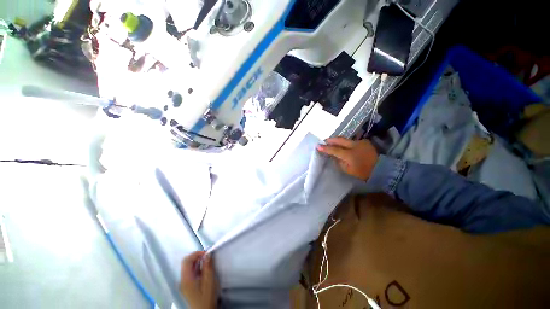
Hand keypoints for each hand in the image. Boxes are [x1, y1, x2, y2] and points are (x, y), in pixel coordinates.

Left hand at [180, 251, 217, 308]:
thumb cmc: (206, 297)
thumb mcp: (209, 282)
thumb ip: (208, 267)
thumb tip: (208, 254)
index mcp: (186, 279)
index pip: (187, 260)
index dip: (197, 254)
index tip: (207, 254)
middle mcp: (182, 280)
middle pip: (186, 262)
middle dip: (197, 257)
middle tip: (207, 258)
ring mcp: (184, 283)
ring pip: (188, 267)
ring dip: (197, 262)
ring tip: (207, 264)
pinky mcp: (187, 286)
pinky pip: (190, 272)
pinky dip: (197, 268)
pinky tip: (204, 271)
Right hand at [317, 137, 378, 180]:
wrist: (381, 170)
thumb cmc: (363, 173)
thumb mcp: (348, 170)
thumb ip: (339, 162)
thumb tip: (332, 156)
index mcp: (350, 155)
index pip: (334, 150)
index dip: (325, 148)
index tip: (317, 146)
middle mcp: (355, 146)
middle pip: (339, 140)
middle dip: (330, 140)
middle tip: (324, 141)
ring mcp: (361, 142)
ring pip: (345, 139)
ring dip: (338, 140)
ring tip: (332, 143)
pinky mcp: (365, 141)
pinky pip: (352, 141)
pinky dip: (346, 142)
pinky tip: (344, 145)